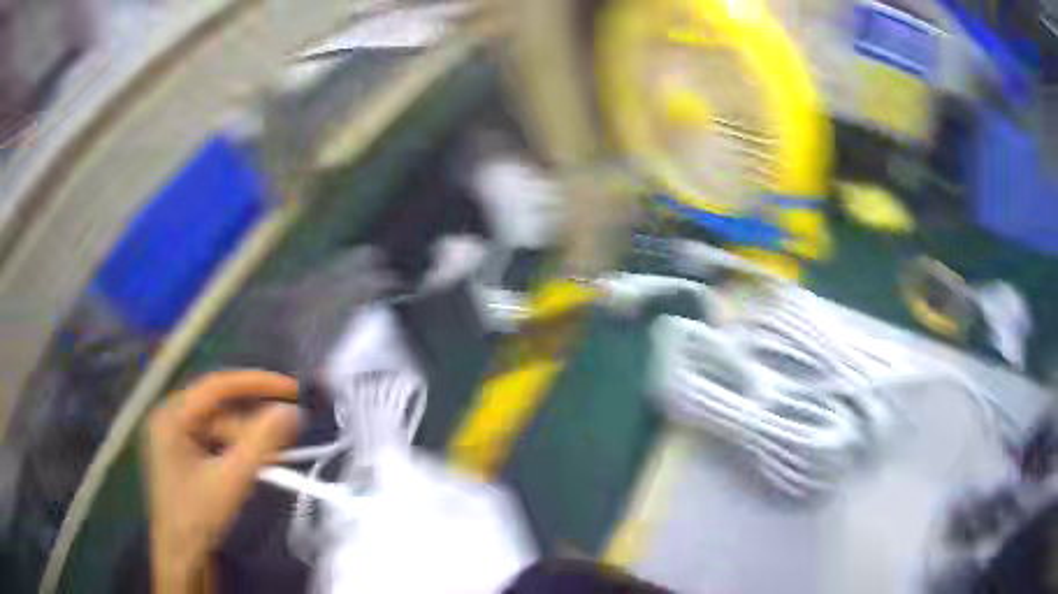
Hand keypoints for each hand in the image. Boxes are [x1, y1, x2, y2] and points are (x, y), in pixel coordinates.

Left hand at [145, 370, 299, 593]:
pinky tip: (249, 469)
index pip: (218, 386)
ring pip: (220, 428)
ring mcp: (175, 436)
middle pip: (221, 410)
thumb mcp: (231, 480)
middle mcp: (170, 416)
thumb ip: (262, 444)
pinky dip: (236, 452)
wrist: (181, 557)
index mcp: (171, 415)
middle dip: (253, 426)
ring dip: (247, 444)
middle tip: (287, 439)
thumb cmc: (197, 518)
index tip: (294, 388)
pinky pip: (216, 441)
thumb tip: (292, 411)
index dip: (258, 383)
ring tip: (270, 464)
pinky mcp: (183, 453)